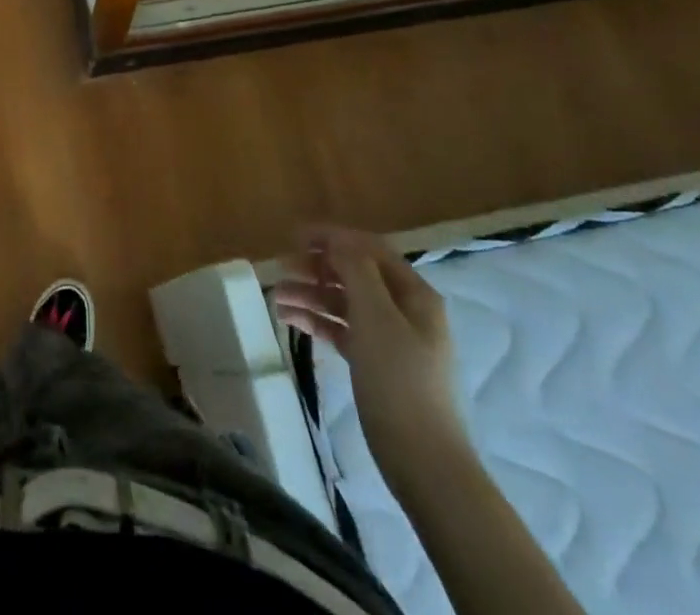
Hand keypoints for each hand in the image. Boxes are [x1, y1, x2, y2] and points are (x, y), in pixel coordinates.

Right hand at [273, 224, 466, 490]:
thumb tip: (337, 240)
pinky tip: (290, 321)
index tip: (294, 237)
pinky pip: (342, 330)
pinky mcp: (375, 364)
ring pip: (344, 303)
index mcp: (414, 294)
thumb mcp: (376, 317)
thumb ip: (356, 271)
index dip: (333, 238)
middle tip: (280, 270)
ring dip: (311, 294)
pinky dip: (317, 321)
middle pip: (354, 274)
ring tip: (277, 298)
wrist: (423, 462)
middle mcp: (404, 311)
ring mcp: (390, 339)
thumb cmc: (399, 381)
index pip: (369, 249)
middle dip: (317, 268)